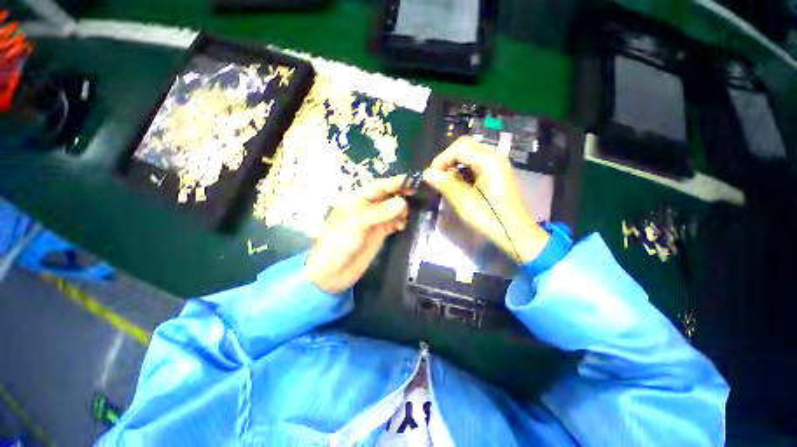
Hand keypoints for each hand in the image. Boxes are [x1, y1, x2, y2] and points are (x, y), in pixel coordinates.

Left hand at [305, 176, 408, 293]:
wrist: (334, 272)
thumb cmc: (339, 243)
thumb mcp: (357, 224)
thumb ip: (380, 212)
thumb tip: (402, 202)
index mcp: (357, 199)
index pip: (379, 186)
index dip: (396, 182)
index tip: (414, 181)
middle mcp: (368, 207)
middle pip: (388, 196)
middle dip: (402, 195)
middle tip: (420, 197)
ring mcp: (375, 220)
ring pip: (393, 209)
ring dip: (403, 210)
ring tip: (412, 214)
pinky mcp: (380, 233)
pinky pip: (394, 223)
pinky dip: (401, 222)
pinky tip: (404, 226)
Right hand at [423, 137, 550, 263]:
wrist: (515, 233)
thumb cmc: (490, 218)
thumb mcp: (465, 202)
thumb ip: (445, 184)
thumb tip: (426, 173)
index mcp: (489, 161)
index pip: (459, 148)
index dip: (441, 159)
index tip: (431, 176)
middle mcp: (494, 157)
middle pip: (465, 147)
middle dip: (447, 161)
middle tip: (437, 178)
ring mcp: (496, 165)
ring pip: (469, 156)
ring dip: (454, 166)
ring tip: (445, 183)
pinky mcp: (495, 174)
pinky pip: (474, 165)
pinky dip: (462, 172)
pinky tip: (457, 185)